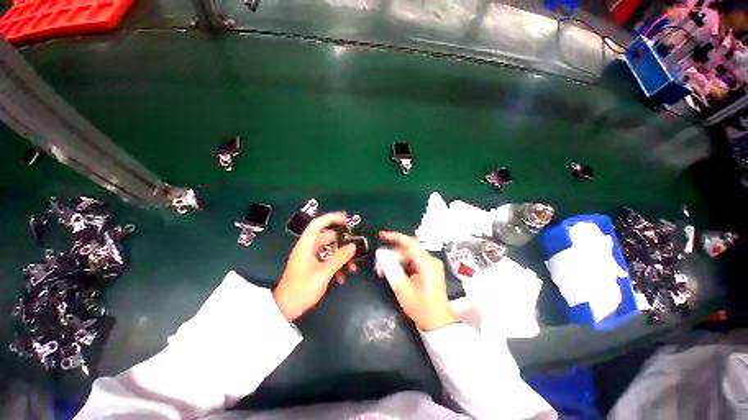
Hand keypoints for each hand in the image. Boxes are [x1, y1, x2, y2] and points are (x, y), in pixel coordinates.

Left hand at [274, 212, 356, 320]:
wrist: (286, 309)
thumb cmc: (302, 288)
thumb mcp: (323, 273)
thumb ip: (339, 258)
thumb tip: (353, 246)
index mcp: (306, 245)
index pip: (318, 224)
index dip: (331, 218)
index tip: (346, 218)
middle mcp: (308, 248)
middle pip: (328, 238)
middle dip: (342, 243)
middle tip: (355, 249)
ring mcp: (311, 257)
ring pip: (330, 250)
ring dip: (341, 257)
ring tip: (352, 268)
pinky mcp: (313, 266)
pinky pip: (328, 260)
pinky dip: (336, 266)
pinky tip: (342, 278)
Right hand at [378, 231, 456, 331]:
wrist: (437, 322)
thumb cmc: (421, 307)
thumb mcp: (403, 289)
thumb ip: (391, 269)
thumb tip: (380, 254)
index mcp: (427, 263)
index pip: (410, 243)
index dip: (394, 237)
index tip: (381, 235)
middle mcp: (431, 260)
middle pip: (408, 250)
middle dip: (392, 253)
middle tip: (379, 261)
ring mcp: (430, 265)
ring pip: (409, 255)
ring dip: (396, 259)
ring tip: (384, 268)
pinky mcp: (428, 270)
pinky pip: (413, 262)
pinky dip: (402, 264)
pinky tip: (394, 271)